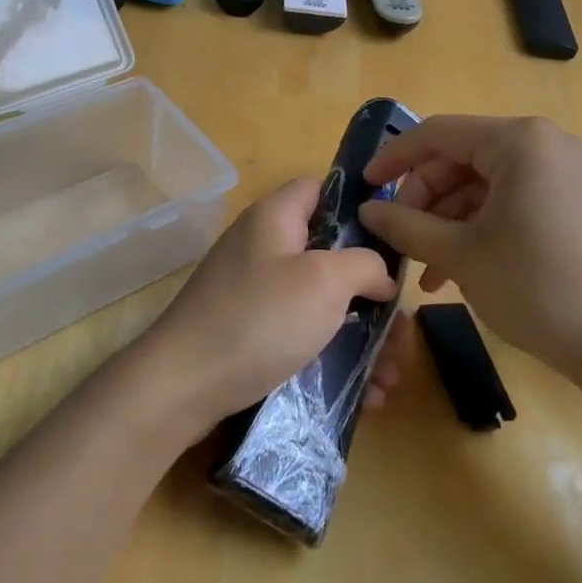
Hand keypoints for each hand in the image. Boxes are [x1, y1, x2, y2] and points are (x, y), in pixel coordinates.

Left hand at [127, 178, 397, 442]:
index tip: (395, 242)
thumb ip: (365, 264)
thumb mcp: (324, 281)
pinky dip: (334, 357)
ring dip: (361, 336)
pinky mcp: (251, 331)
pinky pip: (302, 334)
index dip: (361, 207)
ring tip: (391, 374)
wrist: (181, 385)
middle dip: (372, 292)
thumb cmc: (259, 319)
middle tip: (400, 327)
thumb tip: (380, 274)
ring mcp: (255, 291)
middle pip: (330, 254)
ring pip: (322, 302)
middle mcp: (264, 247)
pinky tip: (366, 394)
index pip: (322, 189)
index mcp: (276, 218)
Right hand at [358, 116, 581, 372]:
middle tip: (396, 237)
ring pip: (481, 185)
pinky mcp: (570, 204)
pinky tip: (452, 271)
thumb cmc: (536, 287)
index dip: (394, 158)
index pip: (438, 133)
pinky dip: (476, 229)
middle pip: (460, 159)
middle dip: (422, 200)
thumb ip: (406, 226)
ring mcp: (561, 175)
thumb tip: (367, 210)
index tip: (363, 186)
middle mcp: (544, 146)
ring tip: (422, 270)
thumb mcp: (460, 254)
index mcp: (519, 142)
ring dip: (445, 222)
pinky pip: (508, 203)